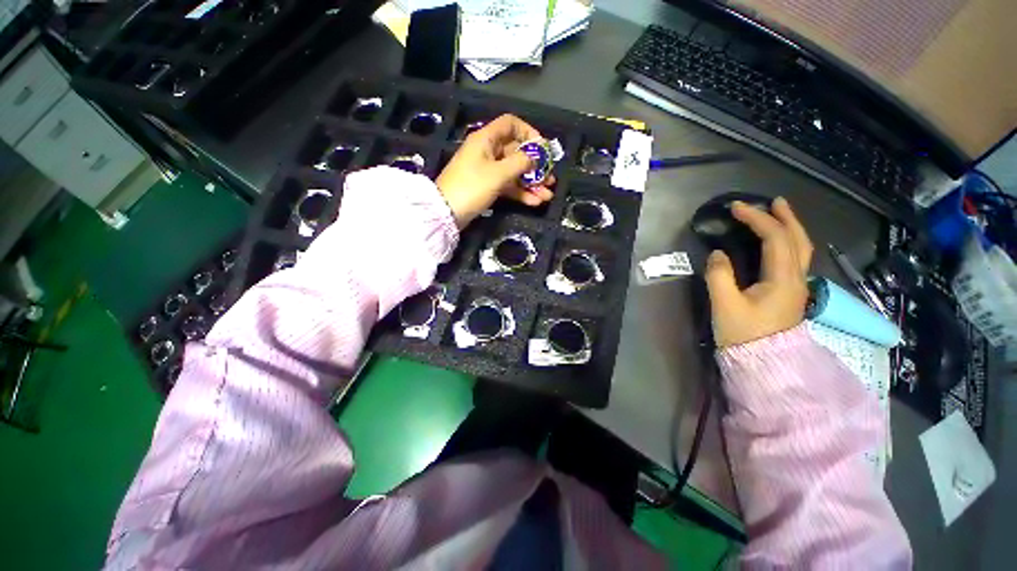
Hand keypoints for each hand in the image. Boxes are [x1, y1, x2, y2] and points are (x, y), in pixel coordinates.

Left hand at [436, 114, 554, 227]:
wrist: (447, 213)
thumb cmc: (471, 187)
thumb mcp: (498, 173)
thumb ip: (520, 163)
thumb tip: (536, 157)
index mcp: (486, 139)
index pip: (510, 124)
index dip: (528, 132)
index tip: (542, 148)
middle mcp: (488, 152)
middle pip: (516, 152)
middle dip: (535, 167)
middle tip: (550, 178)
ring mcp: (488, 171)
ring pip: (514, 172)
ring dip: (531, 183)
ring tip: (547, 196)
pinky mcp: (488, 187)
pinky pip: (508, 186)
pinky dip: (521, 193)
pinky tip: (535, 202)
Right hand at [705, 197, 813, 347]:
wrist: (764, 364)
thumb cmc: (744, 335)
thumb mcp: (725, 305)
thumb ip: (719, 276)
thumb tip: (718, 254)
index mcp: (782, 279)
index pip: (774, 238)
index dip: (756, 219)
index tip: (735, 208)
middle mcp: (796, 279)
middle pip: (798, 240)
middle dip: (785, 217)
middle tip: (772, 201)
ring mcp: (796, 287)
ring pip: (800, 249)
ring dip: (790, 228)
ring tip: (778, 215)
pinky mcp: (790, 293)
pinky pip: (794, 259)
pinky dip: (788, 243)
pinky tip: (777, 243)